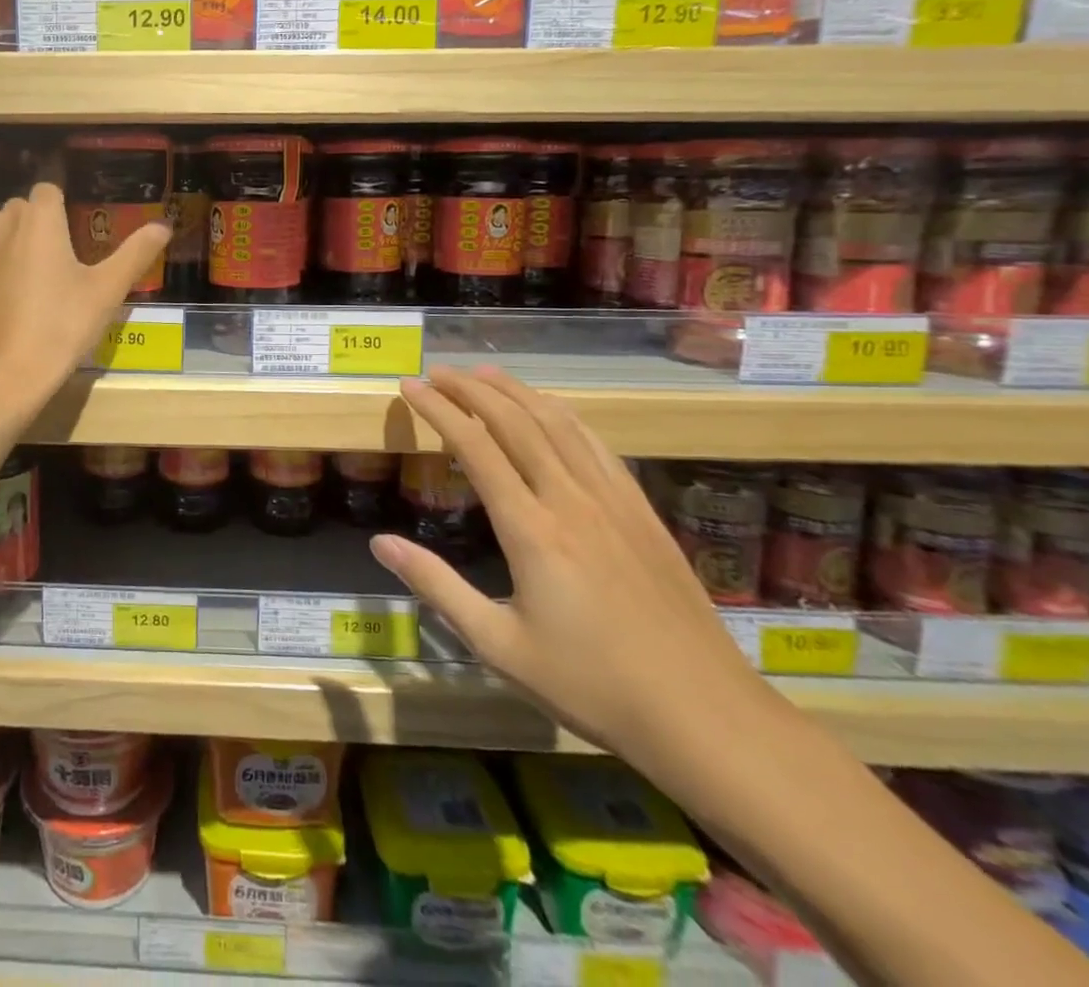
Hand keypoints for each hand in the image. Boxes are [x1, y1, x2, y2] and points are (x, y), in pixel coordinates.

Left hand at [0, 183, 169, 415]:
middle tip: (66, 262)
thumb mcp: (107, 291)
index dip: (64, 206)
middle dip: (41, 226)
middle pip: (21, 211)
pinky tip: (12, 309)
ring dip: (15, 249)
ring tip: (38, 287)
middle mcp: (0, 228)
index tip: (80, 233)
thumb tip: (164, 225)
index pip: (48, 190)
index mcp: (37, 220)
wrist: (2, 376)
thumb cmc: (61, 326)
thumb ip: (135, 252)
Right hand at [371, 366, 781, 773]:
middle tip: (437, 371)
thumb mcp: (498, 646)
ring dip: (517, 392)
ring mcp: (613, 501)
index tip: (410, 387)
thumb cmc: (592, 685)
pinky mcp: (642, 512)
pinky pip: (596, 445)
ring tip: (485, 375)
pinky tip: (552, 411)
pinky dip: (563, 415)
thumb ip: (437, 586)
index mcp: (531, 530)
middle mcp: (570, 500)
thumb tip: (381, 543)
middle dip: (471, 389)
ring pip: (559, 424)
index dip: (439, 410)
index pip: (475, 447)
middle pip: (515, 422)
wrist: (706, 716)